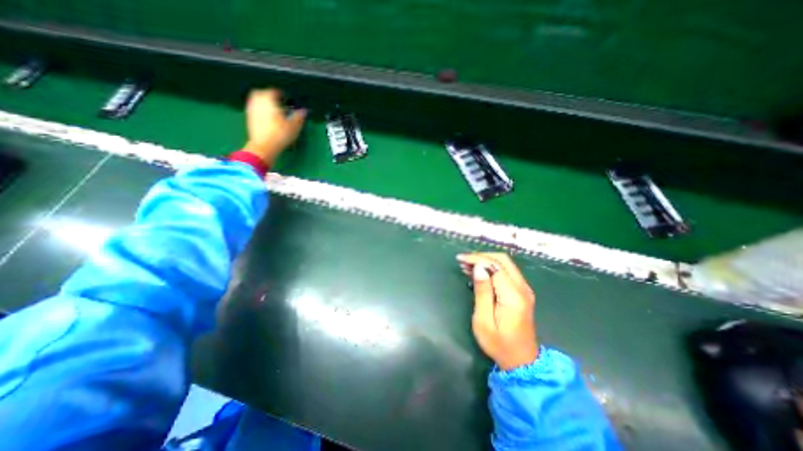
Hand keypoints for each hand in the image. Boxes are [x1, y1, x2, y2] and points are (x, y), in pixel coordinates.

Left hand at [240, 88, 306, 164]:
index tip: (287, 98)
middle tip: (278, 101)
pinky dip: (260, 110)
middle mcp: (258, 102)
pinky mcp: (249, 119)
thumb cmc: (280, 135)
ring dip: (264, 102)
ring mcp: (252, 110)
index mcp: (269, 100)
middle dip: (269, 95)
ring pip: (256, 100)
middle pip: (261, 93)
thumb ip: (299, 116)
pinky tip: (267, 118)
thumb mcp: (294, 126)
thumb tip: (304, 111)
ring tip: (273, 109)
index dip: (281, 94)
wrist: (264, 147)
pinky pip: (254, 109)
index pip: (274, 91)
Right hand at [458, 252, 538, 371]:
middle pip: (502, 260)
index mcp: (513, 295)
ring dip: (486, 261)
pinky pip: (506, 272)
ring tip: (466, 266)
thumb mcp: (484, 320)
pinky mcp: (522, 292)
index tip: (460, 259)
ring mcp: (524, 289)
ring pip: (505, 264)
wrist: (522, 361)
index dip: (477, 259)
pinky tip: (478, 273)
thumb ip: (482, 292)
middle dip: (481, 256)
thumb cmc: (498, 344)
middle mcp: (522, 288)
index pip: (495, 266)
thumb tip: (478, 268)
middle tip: (463, 261)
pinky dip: (491, 268)